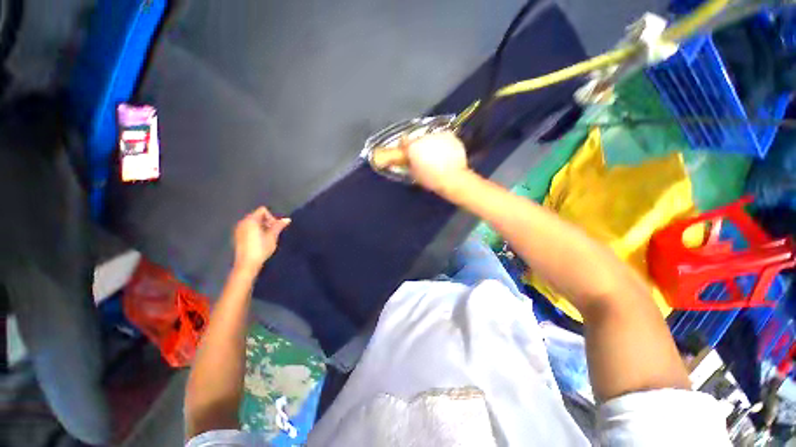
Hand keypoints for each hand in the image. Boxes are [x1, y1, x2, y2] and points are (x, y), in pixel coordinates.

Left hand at [233, 207, 290, 272]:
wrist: (247, 264)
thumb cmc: (261, 248)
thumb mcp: (272, 236)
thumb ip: (279, 226)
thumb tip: (287, 219)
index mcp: (251, 220)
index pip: (263, 210)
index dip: (271, 217)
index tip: (275, 227)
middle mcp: (243, 222)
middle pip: (257, 216)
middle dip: (267, 222)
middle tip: (273, 233)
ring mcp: (239, 230)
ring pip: (253, 223)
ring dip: (262, 227)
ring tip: (268, 238)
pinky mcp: (238, 237)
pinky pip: (248, 229)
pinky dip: (255, 232)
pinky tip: (260, 241)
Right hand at [402, 132, 469, 194]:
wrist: (453, 178)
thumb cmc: (431, 179)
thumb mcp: (415, 174)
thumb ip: (410, 164)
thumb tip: (410, 161)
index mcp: (413, 147)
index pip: (404, 142)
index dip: (407, 148)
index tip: (409, 153)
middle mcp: (423, 137)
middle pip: (419, 140)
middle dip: (421, 147)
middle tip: (425, 158)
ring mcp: (437, 135)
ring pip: (432, 138)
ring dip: (433, 145)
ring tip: (438, 157)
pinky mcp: (450, 136)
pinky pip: (443, 138)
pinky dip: (444, 144)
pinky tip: (447, 154)